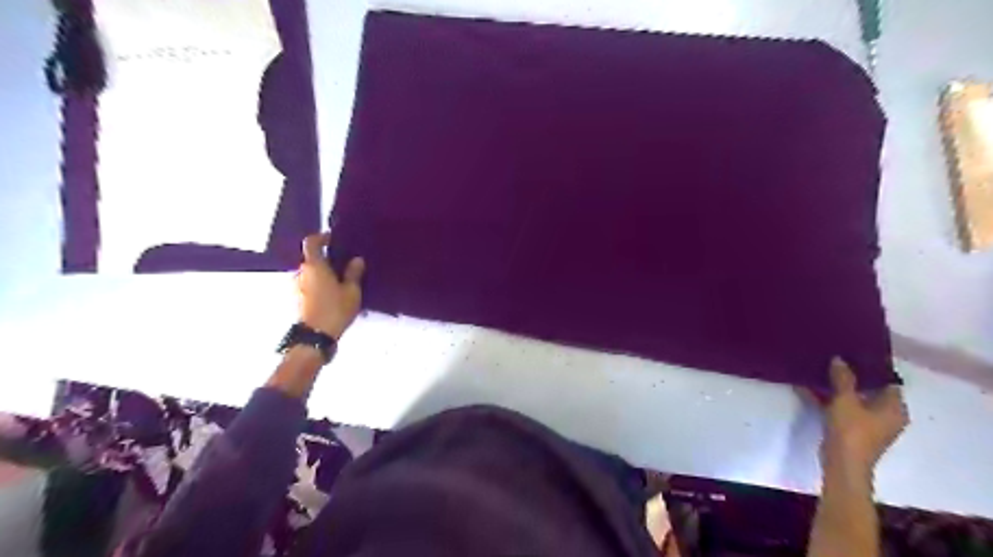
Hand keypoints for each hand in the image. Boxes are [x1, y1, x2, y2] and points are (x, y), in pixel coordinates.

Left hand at [299, 230, 367, 338]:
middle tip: (344, 262)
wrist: (316, 336)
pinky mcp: (299, 298)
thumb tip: (356, 259)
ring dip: (323, 272)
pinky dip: (320, 283)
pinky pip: (310, 283)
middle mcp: (301, 272)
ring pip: (311, 272)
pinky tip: (334, 291)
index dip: (321, 237)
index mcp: (314, 266)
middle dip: (326, 258)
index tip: (333, 239)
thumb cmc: (335, 309)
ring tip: (341, 278)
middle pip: (311, 258)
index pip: (311, 242)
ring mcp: (297, 286)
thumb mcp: (351, 291)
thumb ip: (353, 273)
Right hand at [823, 358, 905, 476]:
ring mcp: (870, 424)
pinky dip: (831, 400)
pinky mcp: (853, 430)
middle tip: (834, 360)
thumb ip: (843, 379)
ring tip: (820, 371)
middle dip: (852, 377)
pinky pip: (843, 409)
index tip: (854, 354)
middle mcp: (887, 415)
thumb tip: (839, 359)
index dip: (872, 368)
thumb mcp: (845, 400)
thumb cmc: (851, 431)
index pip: (888, 382)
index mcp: (894, 408)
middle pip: (870, 390)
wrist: (842, 463)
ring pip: (854, 399)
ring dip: (838, 388)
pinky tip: (810, 389)